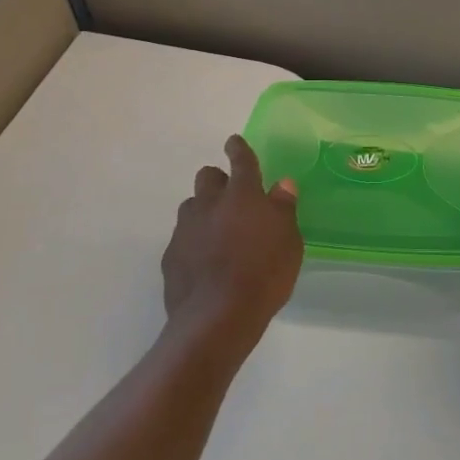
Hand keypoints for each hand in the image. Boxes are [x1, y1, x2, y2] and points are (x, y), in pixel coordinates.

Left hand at [161, 135, 302, 350]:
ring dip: (204, 211)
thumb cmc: (264, 274)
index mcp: (243, 195)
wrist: (217, 317)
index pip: (241, 161)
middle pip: (207, 177)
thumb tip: (282, 184)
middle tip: (232, 197)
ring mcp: (186, 229)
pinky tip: (205, 262)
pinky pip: (182, 238)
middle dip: (218, 180)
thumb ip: (283, 209)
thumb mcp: (289, 241)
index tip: (234, 142)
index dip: (239, 149)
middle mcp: (210, 204)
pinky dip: (194, 242)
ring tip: (218, 232)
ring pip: (191, 206)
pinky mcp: (171, 255)